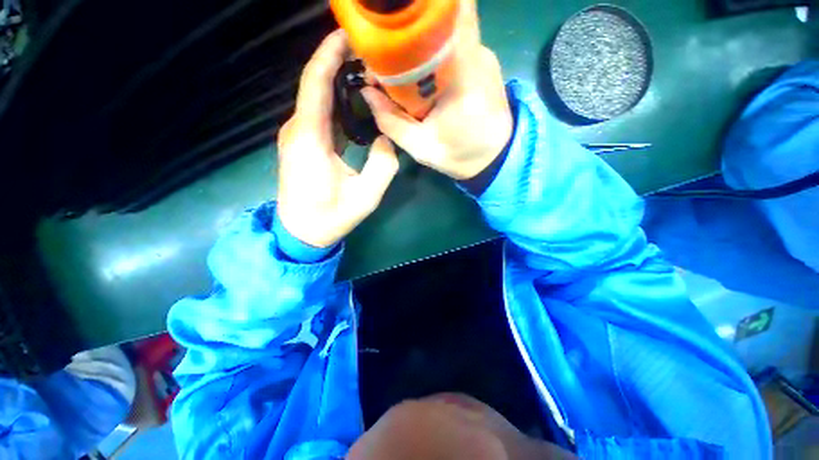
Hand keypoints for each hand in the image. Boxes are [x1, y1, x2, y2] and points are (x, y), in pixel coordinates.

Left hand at [276, 30, 398, 248]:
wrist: (301, 233)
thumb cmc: (331, 217)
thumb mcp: (366, 196)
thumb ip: (383, 165)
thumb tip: (389, 138)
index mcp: (310, 138)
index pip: (315, 83)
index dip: (329, 54)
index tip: (349, 36)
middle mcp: (297, 129)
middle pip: (314, 84)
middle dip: (338, 63)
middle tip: (370, 55)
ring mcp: (296, 135)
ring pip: (315, 97)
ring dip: (338, 81)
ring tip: (367, 72)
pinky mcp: (300, 143)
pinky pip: (317, 113)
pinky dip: (334, 100)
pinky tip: (353, 100)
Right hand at [361, 0, 512, 180]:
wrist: (494, 157)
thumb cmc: (459, 156)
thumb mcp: (420, 148)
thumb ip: (391, 122)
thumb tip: (367, 91)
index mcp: (463, 77)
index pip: (449, 15)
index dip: (420, 9)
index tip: (391, 23)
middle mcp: (477, 55)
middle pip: (438, 23)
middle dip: (408, 33)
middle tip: (386, 57)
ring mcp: (483, 55)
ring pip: (445, 34)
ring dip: (420, 45)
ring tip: (402, 71)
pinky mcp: (484, 61)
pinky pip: (454, 45)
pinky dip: (435, 54)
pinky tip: (425, 77)